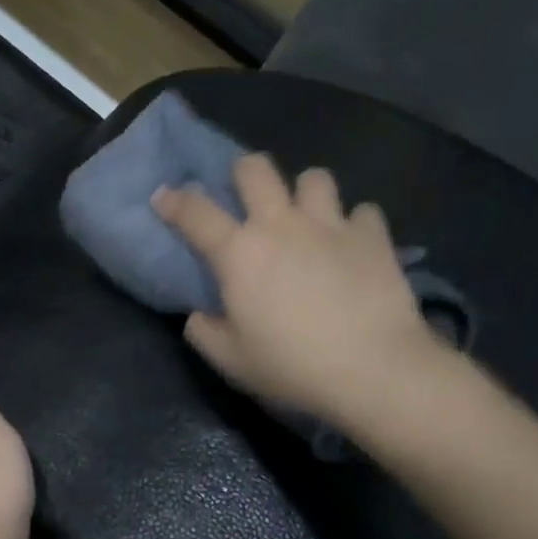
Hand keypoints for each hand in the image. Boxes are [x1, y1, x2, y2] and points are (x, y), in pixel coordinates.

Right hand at [151, 154, 444, 426]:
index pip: (194, 212)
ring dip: (306, 193)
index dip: (173, 200)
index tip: (163, 197)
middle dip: (244, 173)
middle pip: (256, 169)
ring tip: (308, 217)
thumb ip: (204, 332)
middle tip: (247, 197)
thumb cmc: (293, 366)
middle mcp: (281, 225)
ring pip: (315, 177)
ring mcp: (330, 225)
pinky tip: (354, 245)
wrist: (374, 370)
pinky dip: (356, 224)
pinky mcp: (373, 237)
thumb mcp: (231, 360)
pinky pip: (363, 212)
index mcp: (239, 252)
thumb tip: (198, 314)